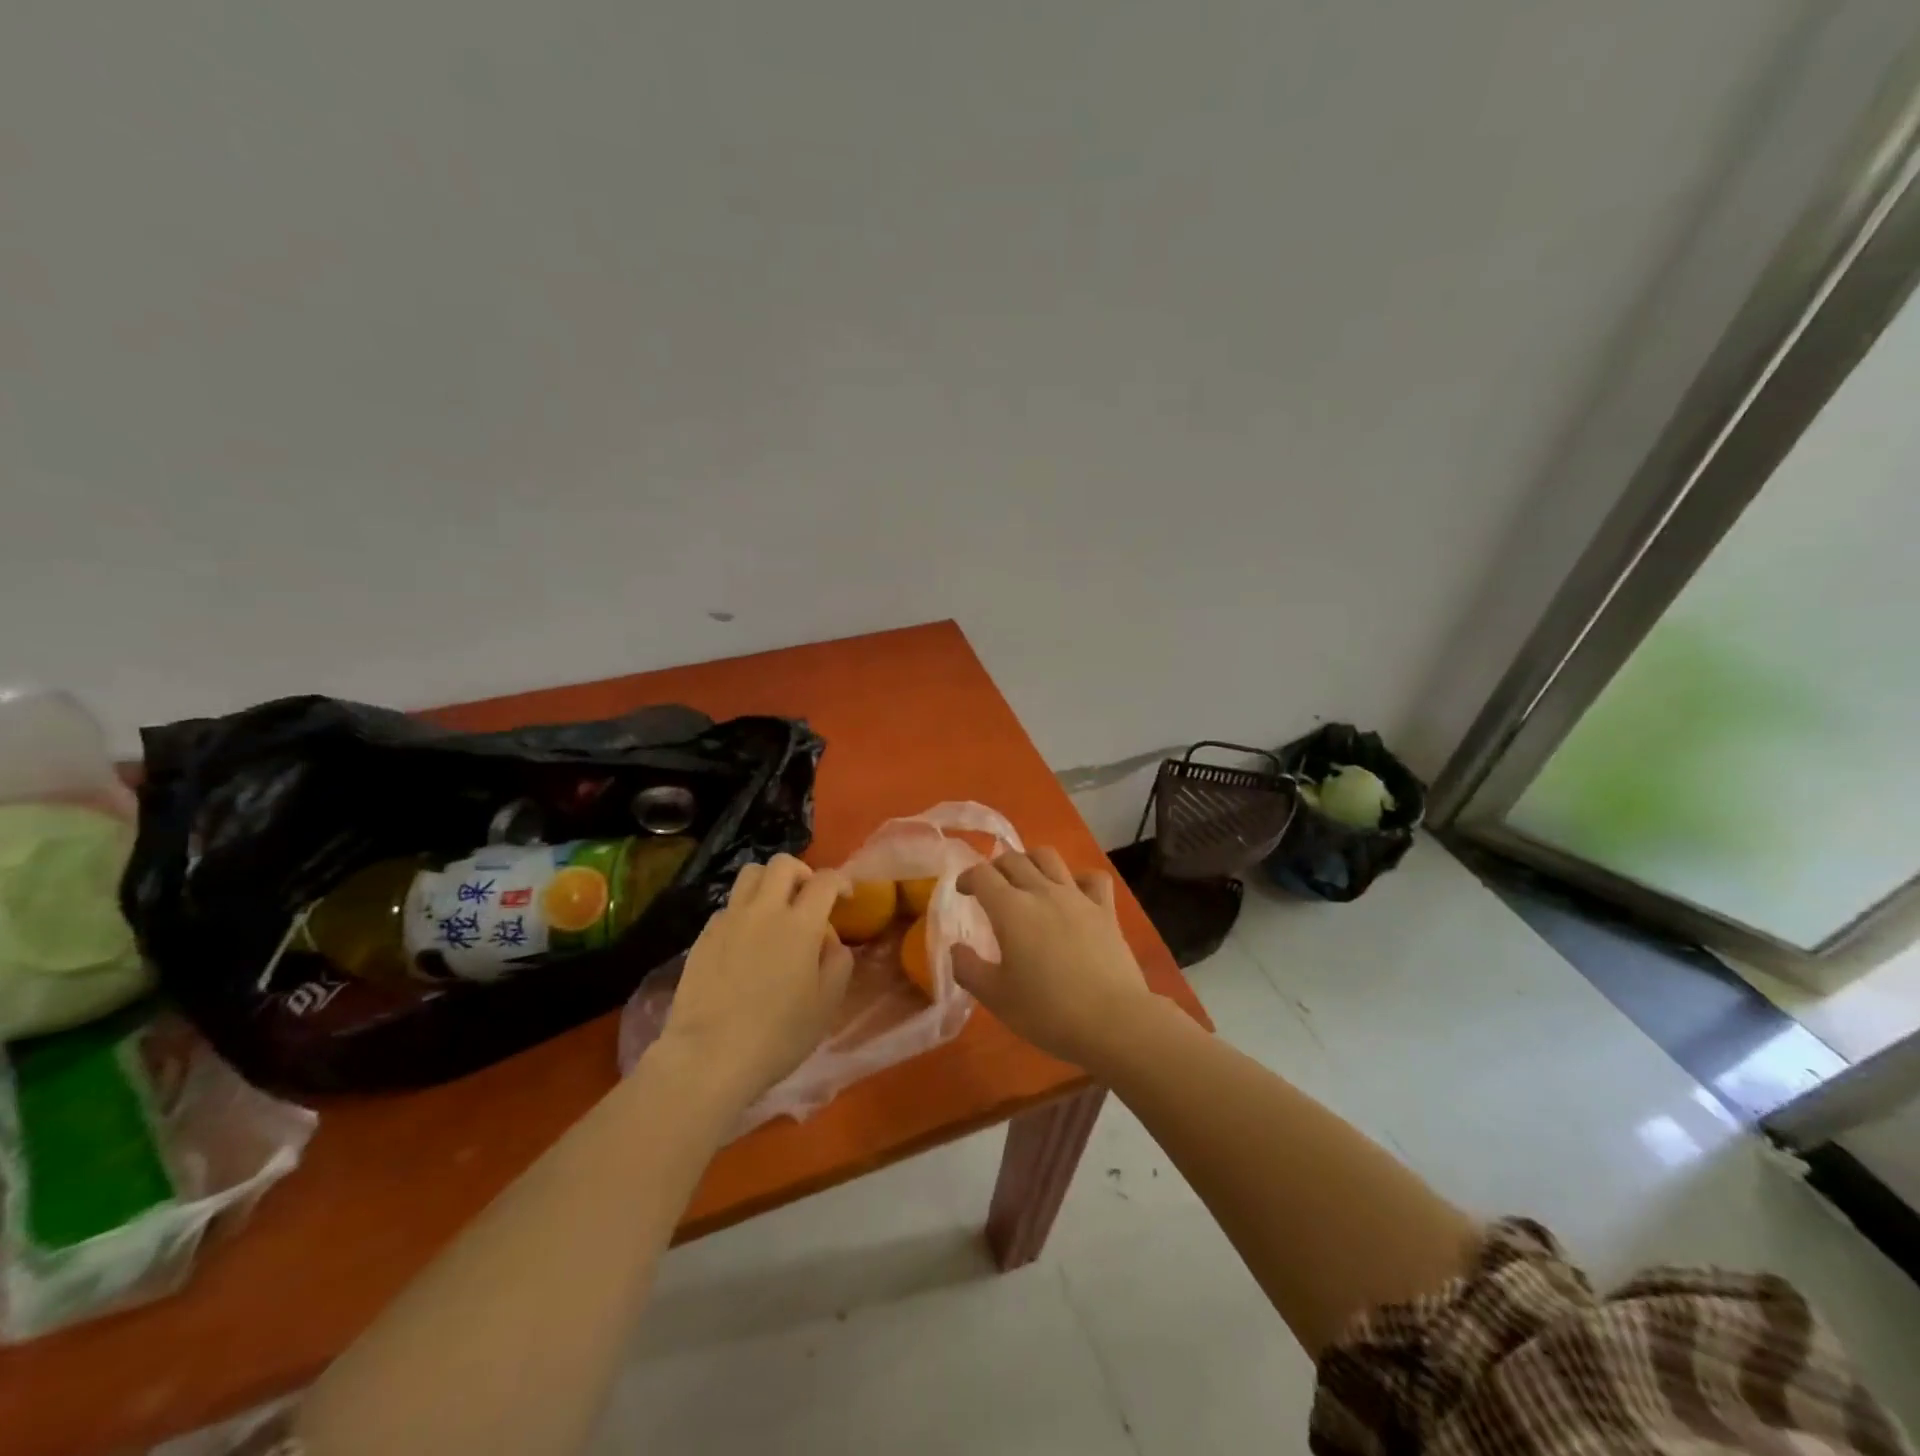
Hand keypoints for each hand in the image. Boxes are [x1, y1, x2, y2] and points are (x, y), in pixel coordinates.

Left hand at [657, 855, 853, 1106]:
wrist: (709, 1057)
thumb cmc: (778, 1035)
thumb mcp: (827, 1003)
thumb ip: (838, 961)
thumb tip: (829, 939)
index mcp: (800, 924)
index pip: (825, 880)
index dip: (841, 881)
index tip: (846, 896)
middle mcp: (764, 910)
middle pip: (782, 863)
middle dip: (802, 872)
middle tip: (809, 897)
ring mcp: (729, 920)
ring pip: (750, 874)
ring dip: (769, 882)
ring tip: (776, 908)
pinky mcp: (703, 936)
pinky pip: (728, 906)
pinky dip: (744, 910)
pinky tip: (747, 939)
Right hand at [952, 848, 1157, 1072]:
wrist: (1113, 1021)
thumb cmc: (1048, 1011)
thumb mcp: (996, 998)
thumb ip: (969, 969)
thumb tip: (956, 948)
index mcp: (1011, 910)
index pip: (982, 874)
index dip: (967, 878)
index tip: (963, 892)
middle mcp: (1042, 892)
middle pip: (1014, 859)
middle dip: (996, 867)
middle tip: (990, 886)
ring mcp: (1077, 897)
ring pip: (1049, 858)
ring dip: (1031, 860)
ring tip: (1026, 879)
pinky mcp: (1105, 910)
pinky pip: (1092, 878)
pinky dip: (1078, 878)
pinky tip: (1073, 892)